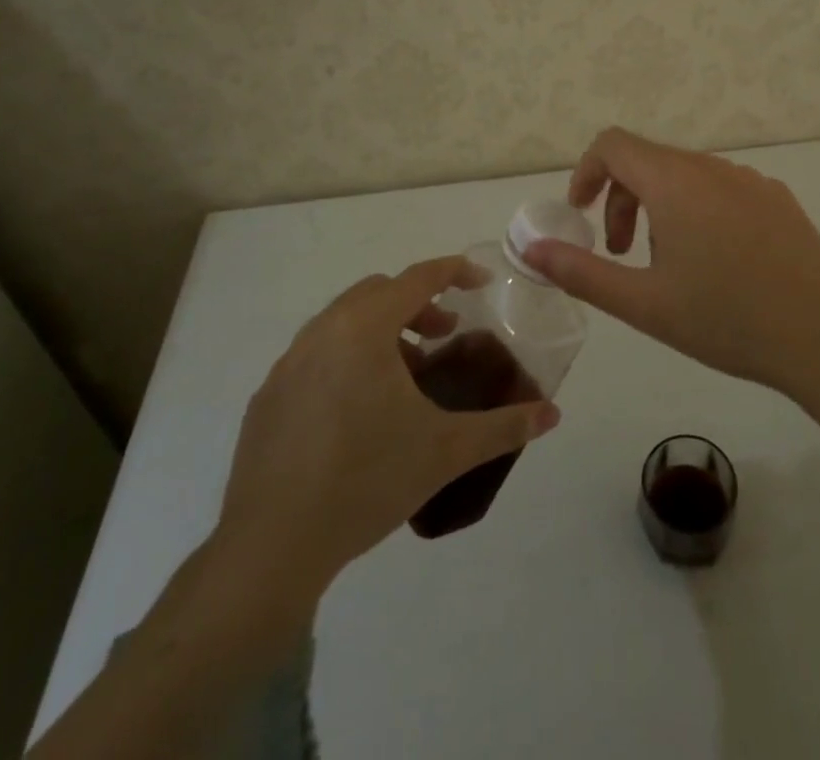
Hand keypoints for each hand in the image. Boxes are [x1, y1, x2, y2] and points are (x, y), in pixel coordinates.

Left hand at [214, 257, 561, 591]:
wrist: (272, 547)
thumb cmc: (367, 481)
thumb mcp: (446, 451)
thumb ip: (504, 426)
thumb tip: (552, 414)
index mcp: (364, 329)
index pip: (418, 277)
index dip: (455, 272)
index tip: (482, 282)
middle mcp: (322, 331)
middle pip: (378, 292)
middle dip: (418, 304)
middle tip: (444, 336)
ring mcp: (288, 363)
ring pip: (343, 321)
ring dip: (382, 331)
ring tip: (405, 378)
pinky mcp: (267, 397)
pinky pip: (316, 354)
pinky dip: (347, 358)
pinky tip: (359, 411)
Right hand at [521, 127, 819, 394]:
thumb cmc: (725, 319)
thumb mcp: (643, 303)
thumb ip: (581, 271)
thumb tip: (531, 248)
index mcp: (674, 182)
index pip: (613, 144)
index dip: (587, 171)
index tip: (581, 214)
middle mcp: (711, 167)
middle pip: (647, 161)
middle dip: (622, 201)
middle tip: (621, 255)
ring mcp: (750, 179)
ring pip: (685, 176)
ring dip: (660, 209)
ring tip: (672, 266)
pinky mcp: (777, 198)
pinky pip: (722, 189)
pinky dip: (699, 211)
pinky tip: (719, 263)